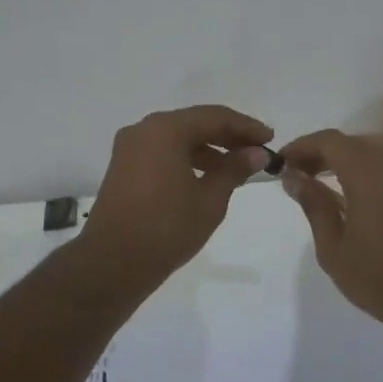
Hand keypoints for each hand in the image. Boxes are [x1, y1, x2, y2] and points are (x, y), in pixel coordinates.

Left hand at [78, 106, 274, 292]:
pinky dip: (186, 158)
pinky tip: (206, 176)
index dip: (246, 127)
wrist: (112, 264)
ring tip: (237, 167)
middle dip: (227, 136)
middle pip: (194, 123)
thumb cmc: (167, 228)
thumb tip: (256, 153)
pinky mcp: (123, 167)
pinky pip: (162, 151)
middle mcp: (144, 129)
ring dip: (208, 148)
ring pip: (177, 137)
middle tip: (257, 150)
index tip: (270, 138)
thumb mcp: (210, 199)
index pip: (215, 117)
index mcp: (165, 129)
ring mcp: (129, 148)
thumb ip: (234, 168)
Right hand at [278, 129, 382, 330]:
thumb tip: (293, 177)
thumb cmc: (377, 276)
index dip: (302, 146)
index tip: (280, 161)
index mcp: (367, 173)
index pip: (329, 141)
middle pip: (349, 143)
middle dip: (319, 152)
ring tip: (314, 180)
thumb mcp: (332, 245)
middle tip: (294, 172)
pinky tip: (344, 193)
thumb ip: (313, 205)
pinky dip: (359, 171)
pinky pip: (382, 168)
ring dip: (339, 160)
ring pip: (367, 153)